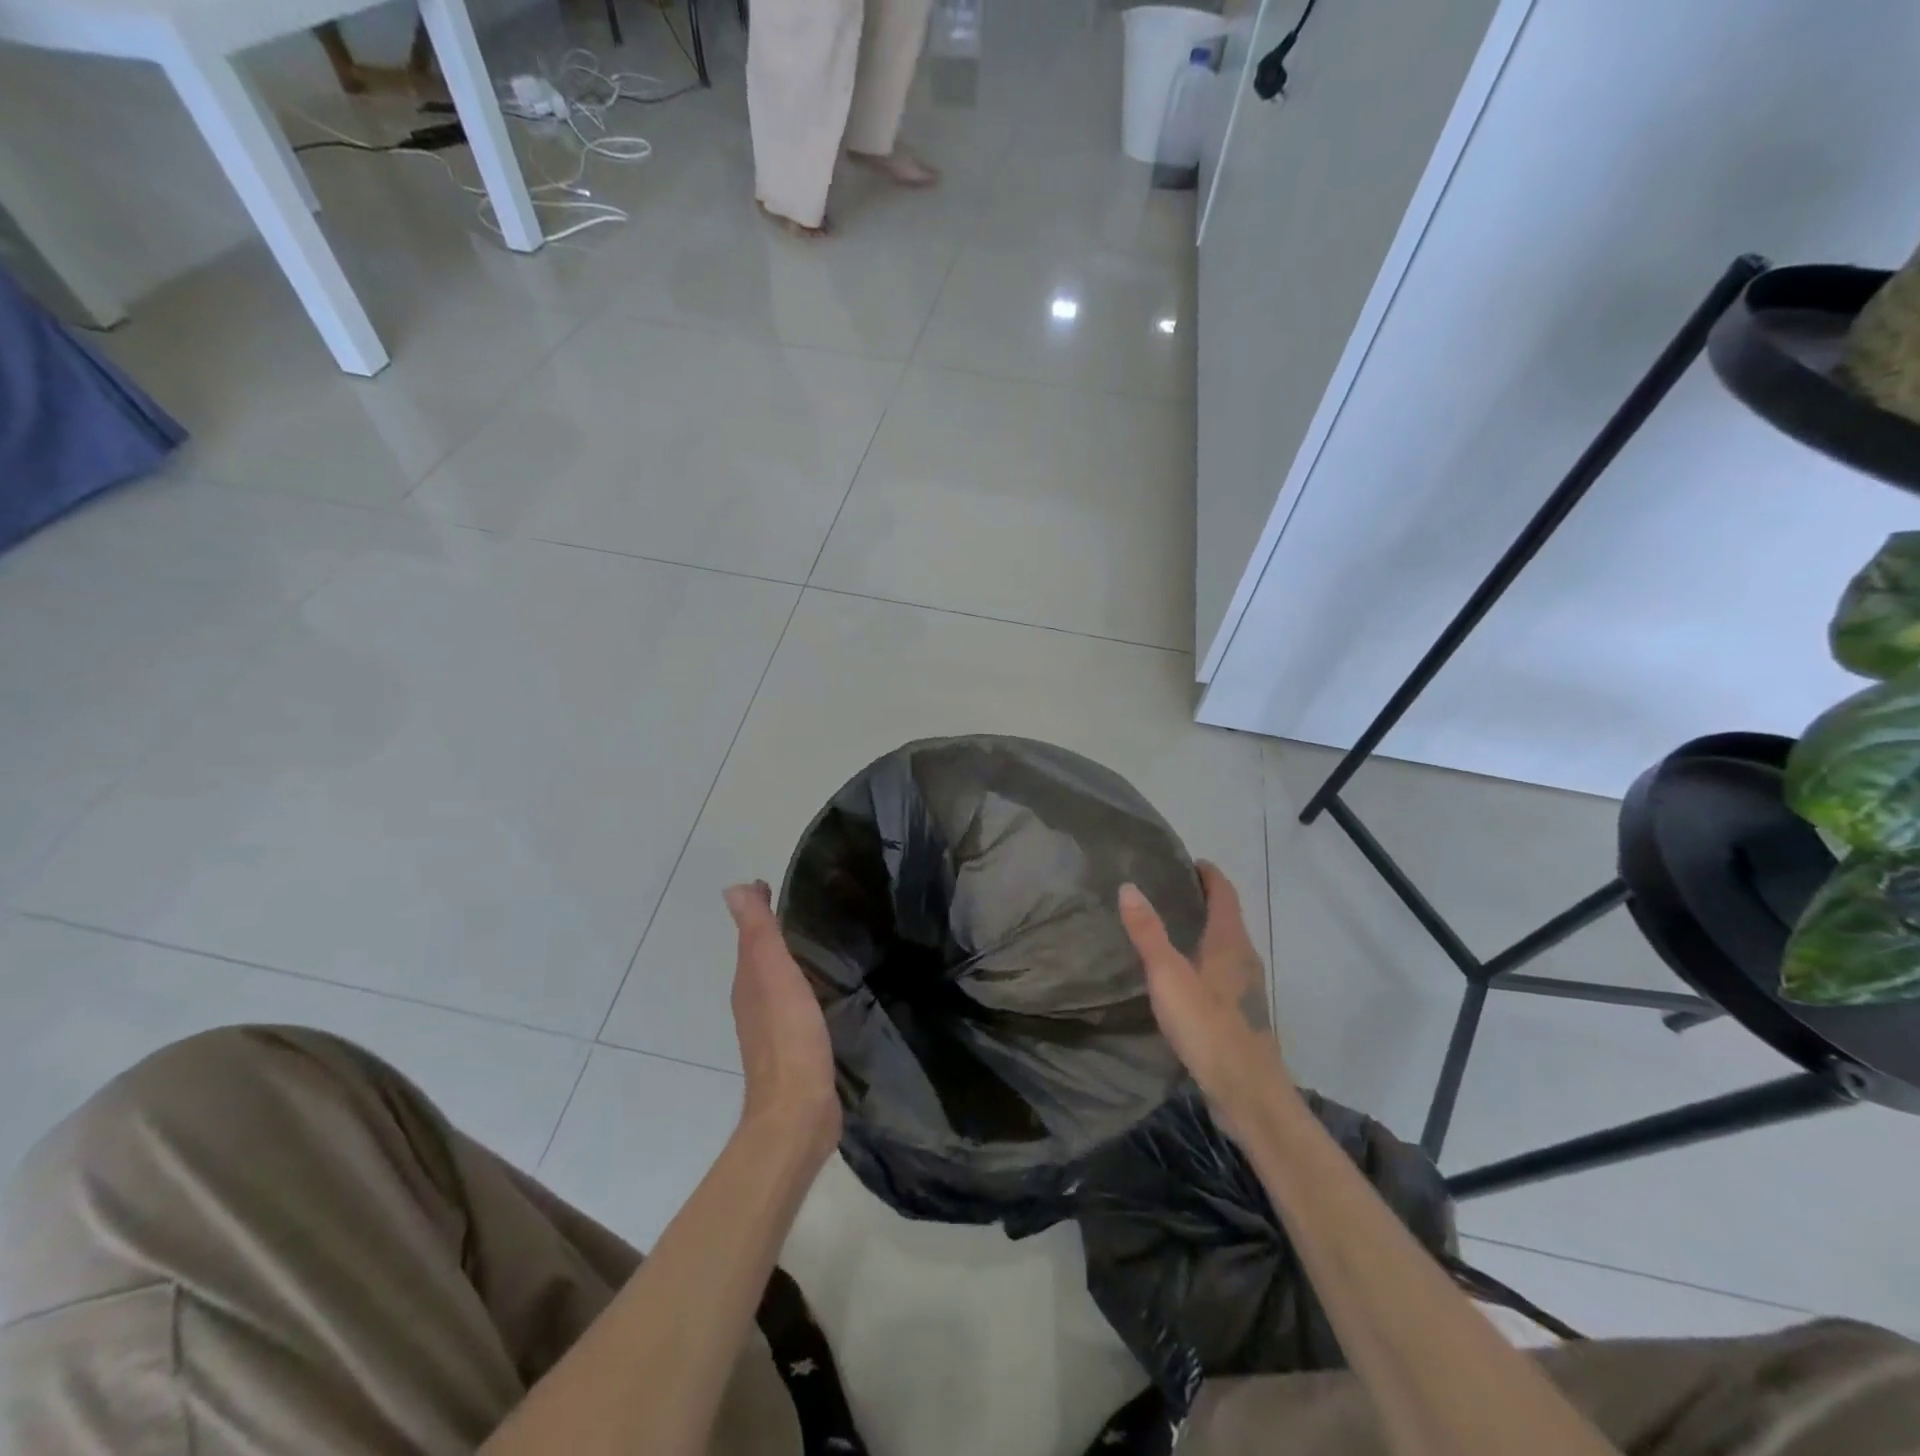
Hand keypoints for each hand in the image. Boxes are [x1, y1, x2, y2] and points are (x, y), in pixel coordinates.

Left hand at [724, 881, 840, 1168]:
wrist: (798, 1111)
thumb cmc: (789, 1037)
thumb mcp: (774, 976)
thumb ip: (759, 934)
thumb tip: (734, 889)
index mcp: (748, 981)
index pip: (751, 934)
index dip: (759, 908)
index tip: (774, 884)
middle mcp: (754, 1000)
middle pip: (760, 956)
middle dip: (773, 931)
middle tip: (800, 907)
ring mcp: (772, 1027)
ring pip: (776, 980)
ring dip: (787, 959)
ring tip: (815, 942)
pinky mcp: (794, 1046)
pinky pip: (794, 1003)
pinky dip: (801, 986)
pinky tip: (822, 988)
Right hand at [1119, 862, 1292, 1140]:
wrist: (1248, 1093)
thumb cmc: (1208, 1027)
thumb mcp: (1168, 976)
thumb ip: (1148, 932)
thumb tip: (1129, 886)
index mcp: (1230, 941)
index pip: (1224, 893)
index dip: (1208, 874)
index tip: (1187, 861)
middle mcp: (1244, 958)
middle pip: (1227, 917)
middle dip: (1202, 899)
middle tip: (1167, 890)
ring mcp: (1246, 988)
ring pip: (1225, 946)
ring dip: (1204, 930)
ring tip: (1170, 926)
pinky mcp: (1241, 1013)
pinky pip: (1223, 970)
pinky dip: (1205, 957)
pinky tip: (1183, 974)